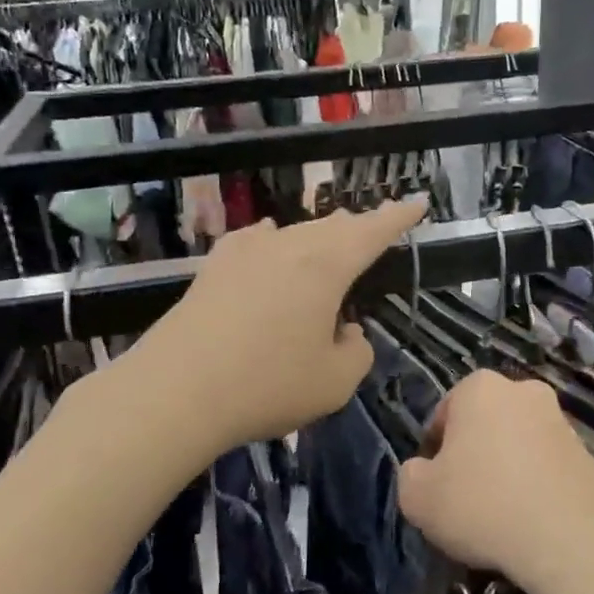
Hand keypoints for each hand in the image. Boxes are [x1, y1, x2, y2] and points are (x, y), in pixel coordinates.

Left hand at [135, 199, 427, 450]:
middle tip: (373, 230)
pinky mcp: (213, 268)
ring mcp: (245, 253)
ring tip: (328, 244)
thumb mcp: (335, 382)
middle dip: (357, 228)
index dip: (398, 217)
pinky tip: (269, 243)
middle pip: (332, 227)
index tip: (418, 202)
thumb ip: (356, 351)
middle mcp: (287, 246)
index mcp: (326, 266)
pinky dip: (274, 242)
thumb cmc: (267, 385)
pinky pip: (256, 242)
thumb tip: (345, 331)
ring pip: (294, 233)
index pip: (372, 231)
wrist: (175, 391)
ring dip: (318, 238)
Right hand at [397, 370, 593, 593]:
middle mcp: (523, 391)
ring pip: (518, 445)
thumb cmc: (483, 506)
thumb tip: (424, 471)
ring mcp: (562, 421)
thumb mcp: (417, 497)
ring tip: (502, 518)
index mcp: (479, 387)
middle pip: (484, 425)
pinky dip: (537, 488)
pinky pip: (548, 468)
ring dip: (507, 471)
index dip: (434, 452)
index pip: (443, 415)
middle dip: (474, 455)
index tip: (436, 486)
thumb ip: (410, 475)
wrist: (573, 540)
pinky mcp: (590, 454)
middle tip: (467, 500)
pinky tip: (532, 523)